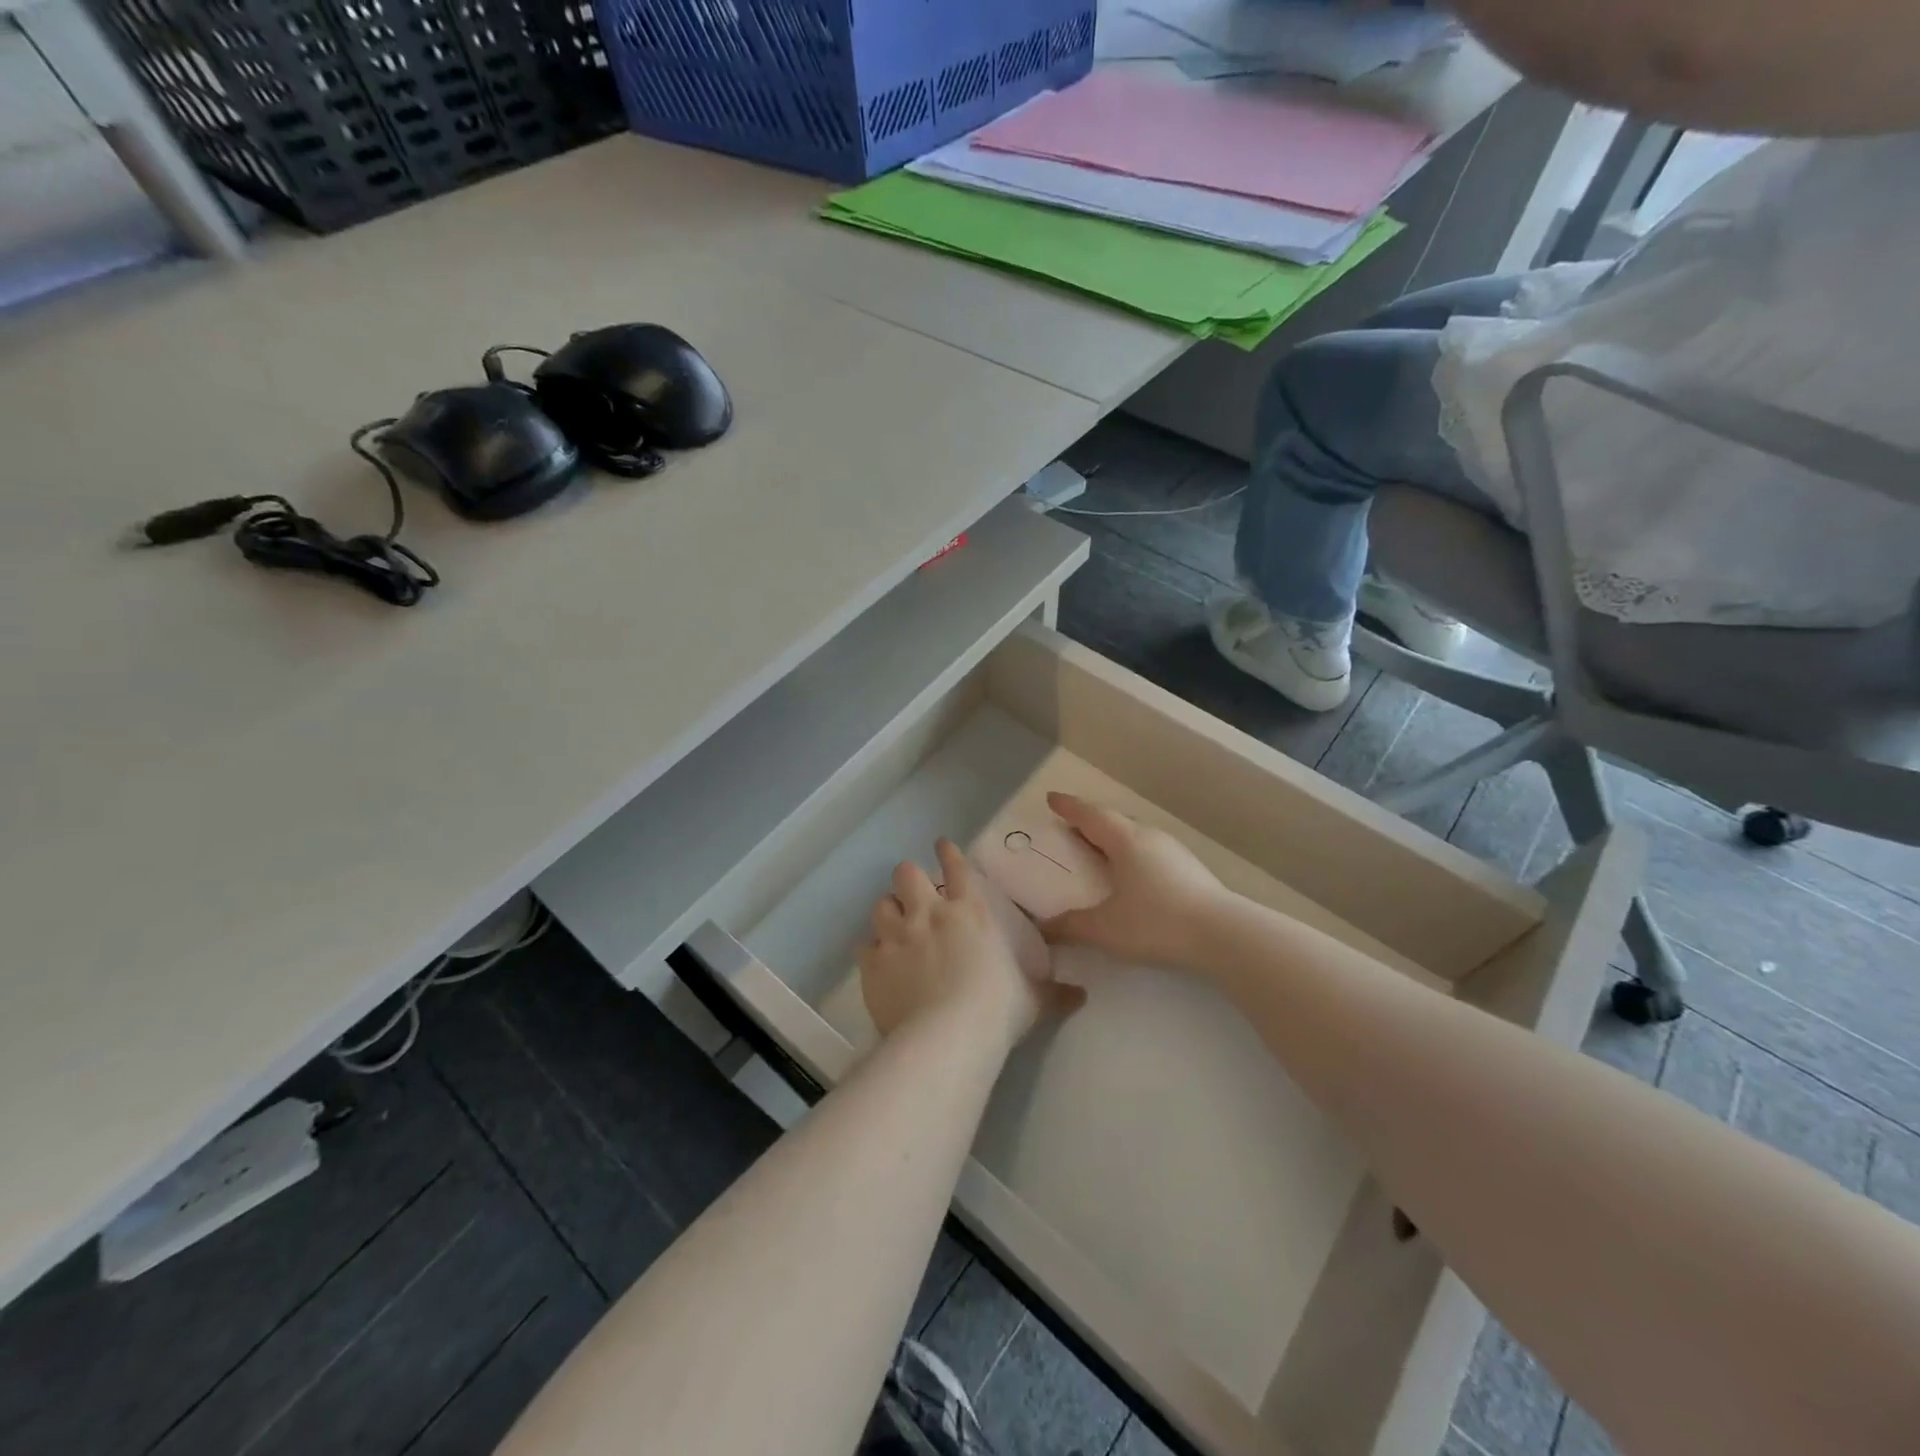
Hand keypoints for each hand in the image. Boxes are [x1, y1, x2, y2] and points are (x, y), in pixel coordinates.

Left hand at [859, 839, 1084, 1048]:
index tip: (941, 846)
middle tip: (913, 892)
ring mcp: (896, 936)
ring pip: (880, 904)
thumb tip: (1082, 995)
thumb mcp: (1032, 1000)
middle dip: (908, 878)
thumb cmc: (997, 1009)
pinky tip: (877, 960)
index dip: (947, 852)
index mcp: (969, 912)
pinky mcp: (873, 963)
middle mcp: (928, 914)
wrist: (947, 1037)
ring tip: (893, 924)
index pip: (956, 867)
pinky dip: (871, 950)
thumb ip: (1054, 992)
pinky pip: (864, 946)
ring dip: (887, 911)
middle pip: (906, 873)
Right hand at [1040, 792, 1234, 972]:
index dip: (1069, 807)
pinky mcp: (1190, 869)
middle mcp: (1149, 837)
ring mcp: (1174, 851)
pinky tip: (1132, 877)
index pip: (1090, 815)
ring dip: (1113, 840)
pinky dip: (1132, 856)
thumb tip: (1043, 927)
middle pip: (1113, 822)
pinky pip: (1150, 852)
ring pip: (1135, 836)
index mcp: (1125, 841)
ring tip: (1098, 853)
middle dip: (1090, 823)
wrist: (1223, 935)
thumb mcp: (1105, 928)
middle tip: (1071, 829)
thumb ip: (1071, 926)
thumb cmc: (1156, 922)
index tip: (1052, 799)